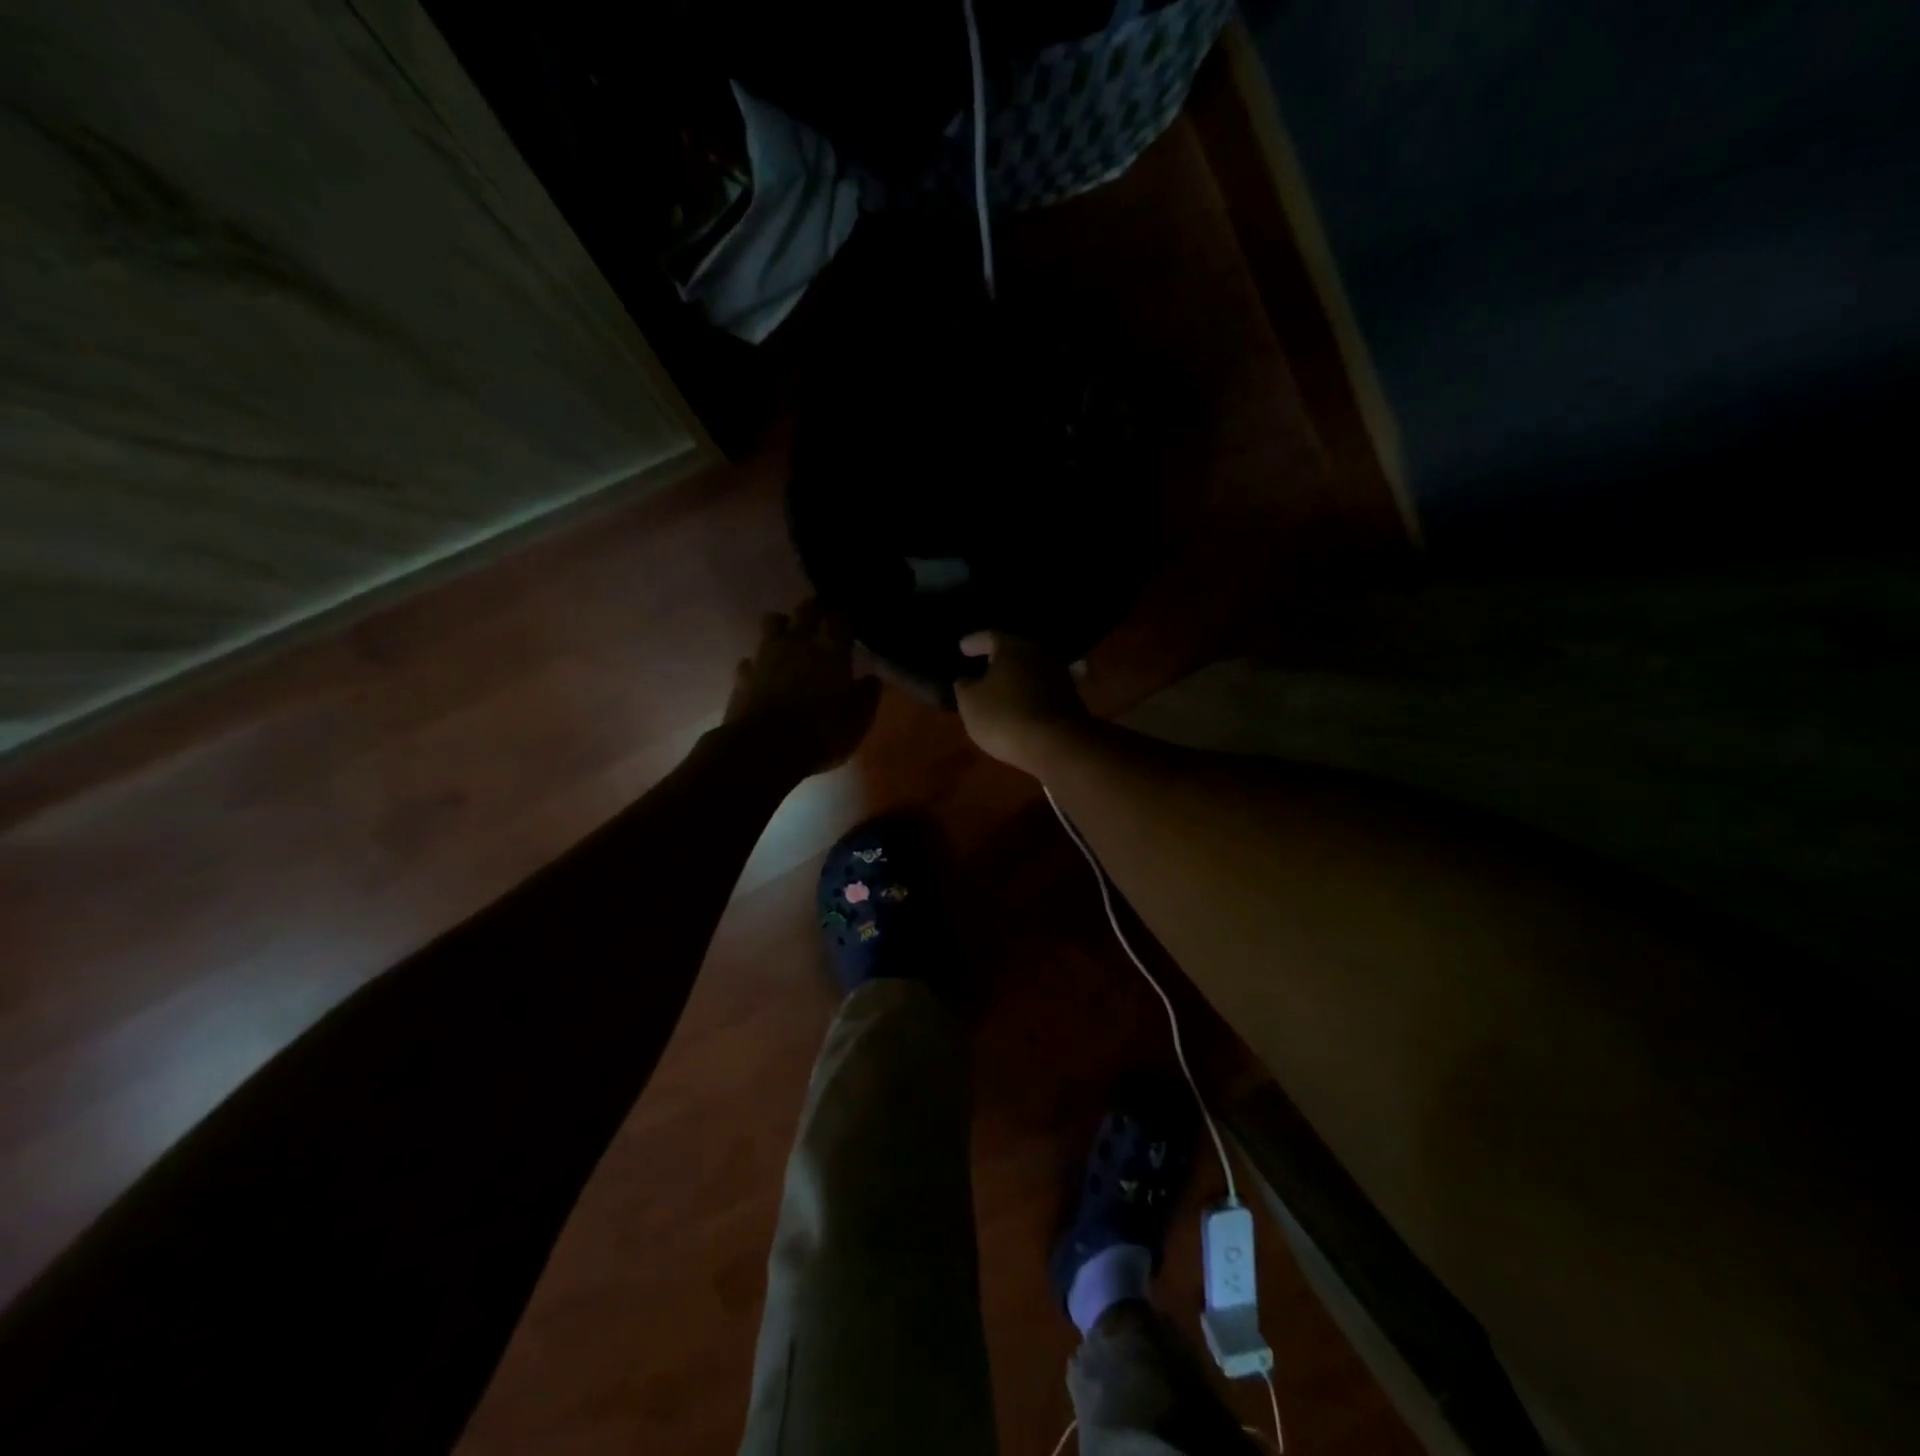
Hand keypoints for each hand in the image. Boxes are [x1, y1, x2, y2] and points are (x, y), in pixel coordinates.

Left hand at [724, 602, 880, 777]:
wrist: (765, 748)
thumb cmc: (821, 732)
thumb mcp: (858, 720)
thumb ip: (867, 695)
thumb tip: (871, 679)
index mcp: (831, 649)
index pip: (840, 619)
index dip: (844, 618)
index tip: (849, 624)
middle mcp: (797, 642)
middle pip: (805, 610)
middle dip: (814, 609)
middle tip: (820, 615)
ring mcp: (766, 655)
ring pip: (772, 622)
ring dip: (782, 626)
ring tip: (788, 637)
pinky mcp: (743, 674)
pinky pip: (751, 658)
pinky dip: (759, 662)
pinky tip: (763, 673)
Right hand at [953, 632, 1090, 774]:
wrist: (1057, 745)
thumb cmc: (1004, 717)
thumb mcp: (970, 703)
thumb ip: (965, 685)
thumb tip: (967, 678)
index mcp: (1013, 646)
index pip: (989, 637)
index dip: (974, 642)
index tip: (962, 648)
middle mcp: (1040, 653)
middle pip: (1016, 650)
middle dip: (999, 658)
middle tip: (983, 665)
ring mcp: (1061, 675)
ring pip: (1033, 669)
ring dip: (1019, 676)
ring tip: (1004, 686)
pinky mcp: (1072, 699)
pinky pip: (1046, 689)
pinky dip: (1034, 692)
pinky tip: (1027, 700)